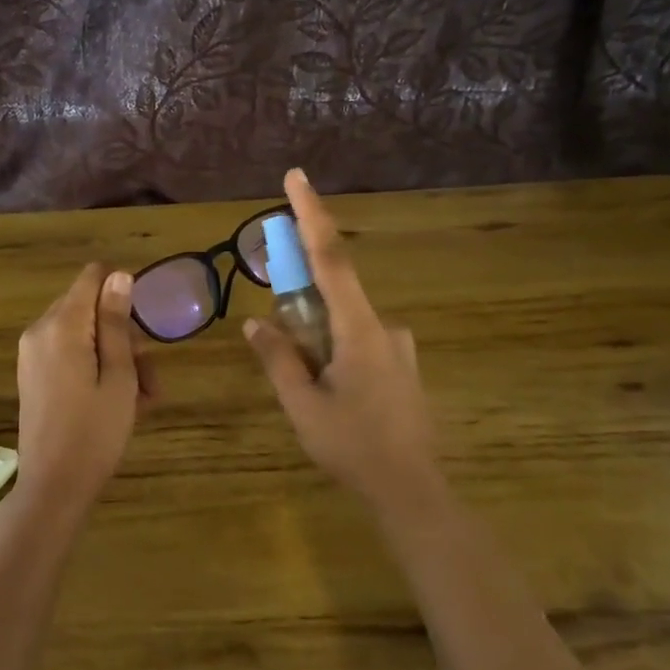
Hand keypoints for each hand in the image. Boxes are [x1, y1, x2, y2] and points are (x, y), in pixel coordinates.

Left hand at [15, 263, 157, 512]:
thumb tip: (119, 276)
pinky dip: (95, 367)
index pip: (92, 277)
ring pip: (83, 333)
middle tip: (148, 374)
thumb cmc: (94, 432)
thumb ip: (116, 323)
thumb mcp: (118, 376)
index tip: (143, 326)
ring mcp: (32, 353)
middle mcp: (40, 330)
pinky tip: (118, 400)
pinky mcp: (33, 374)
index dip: (122, 290)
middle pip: (89, 306)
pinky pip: (69, 353)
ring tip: (142, 397)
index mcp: (61, 325)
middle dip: (123, 331)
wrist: (53, 487)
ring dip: (115, 354)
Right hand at [244, 169, 441, 512]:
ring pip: (344, 324)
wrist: (413, 492)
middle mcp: (384, 327)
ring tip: (308, 388)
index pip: (331, 258)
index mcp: (359, 329)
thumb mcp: (303, 405)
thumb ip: (278, 359)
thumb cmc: (353, 447)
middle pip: (334, 292)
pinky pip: (359, 343)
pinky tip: (331, 394)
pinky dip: (334, 351)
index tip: (296, 177)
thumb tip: (256, 323)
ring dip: (316, 337)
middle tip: (281, 337)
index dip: (312, 215)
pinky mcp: (402, 367)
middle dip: (301, 301)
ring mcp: (398, 348)